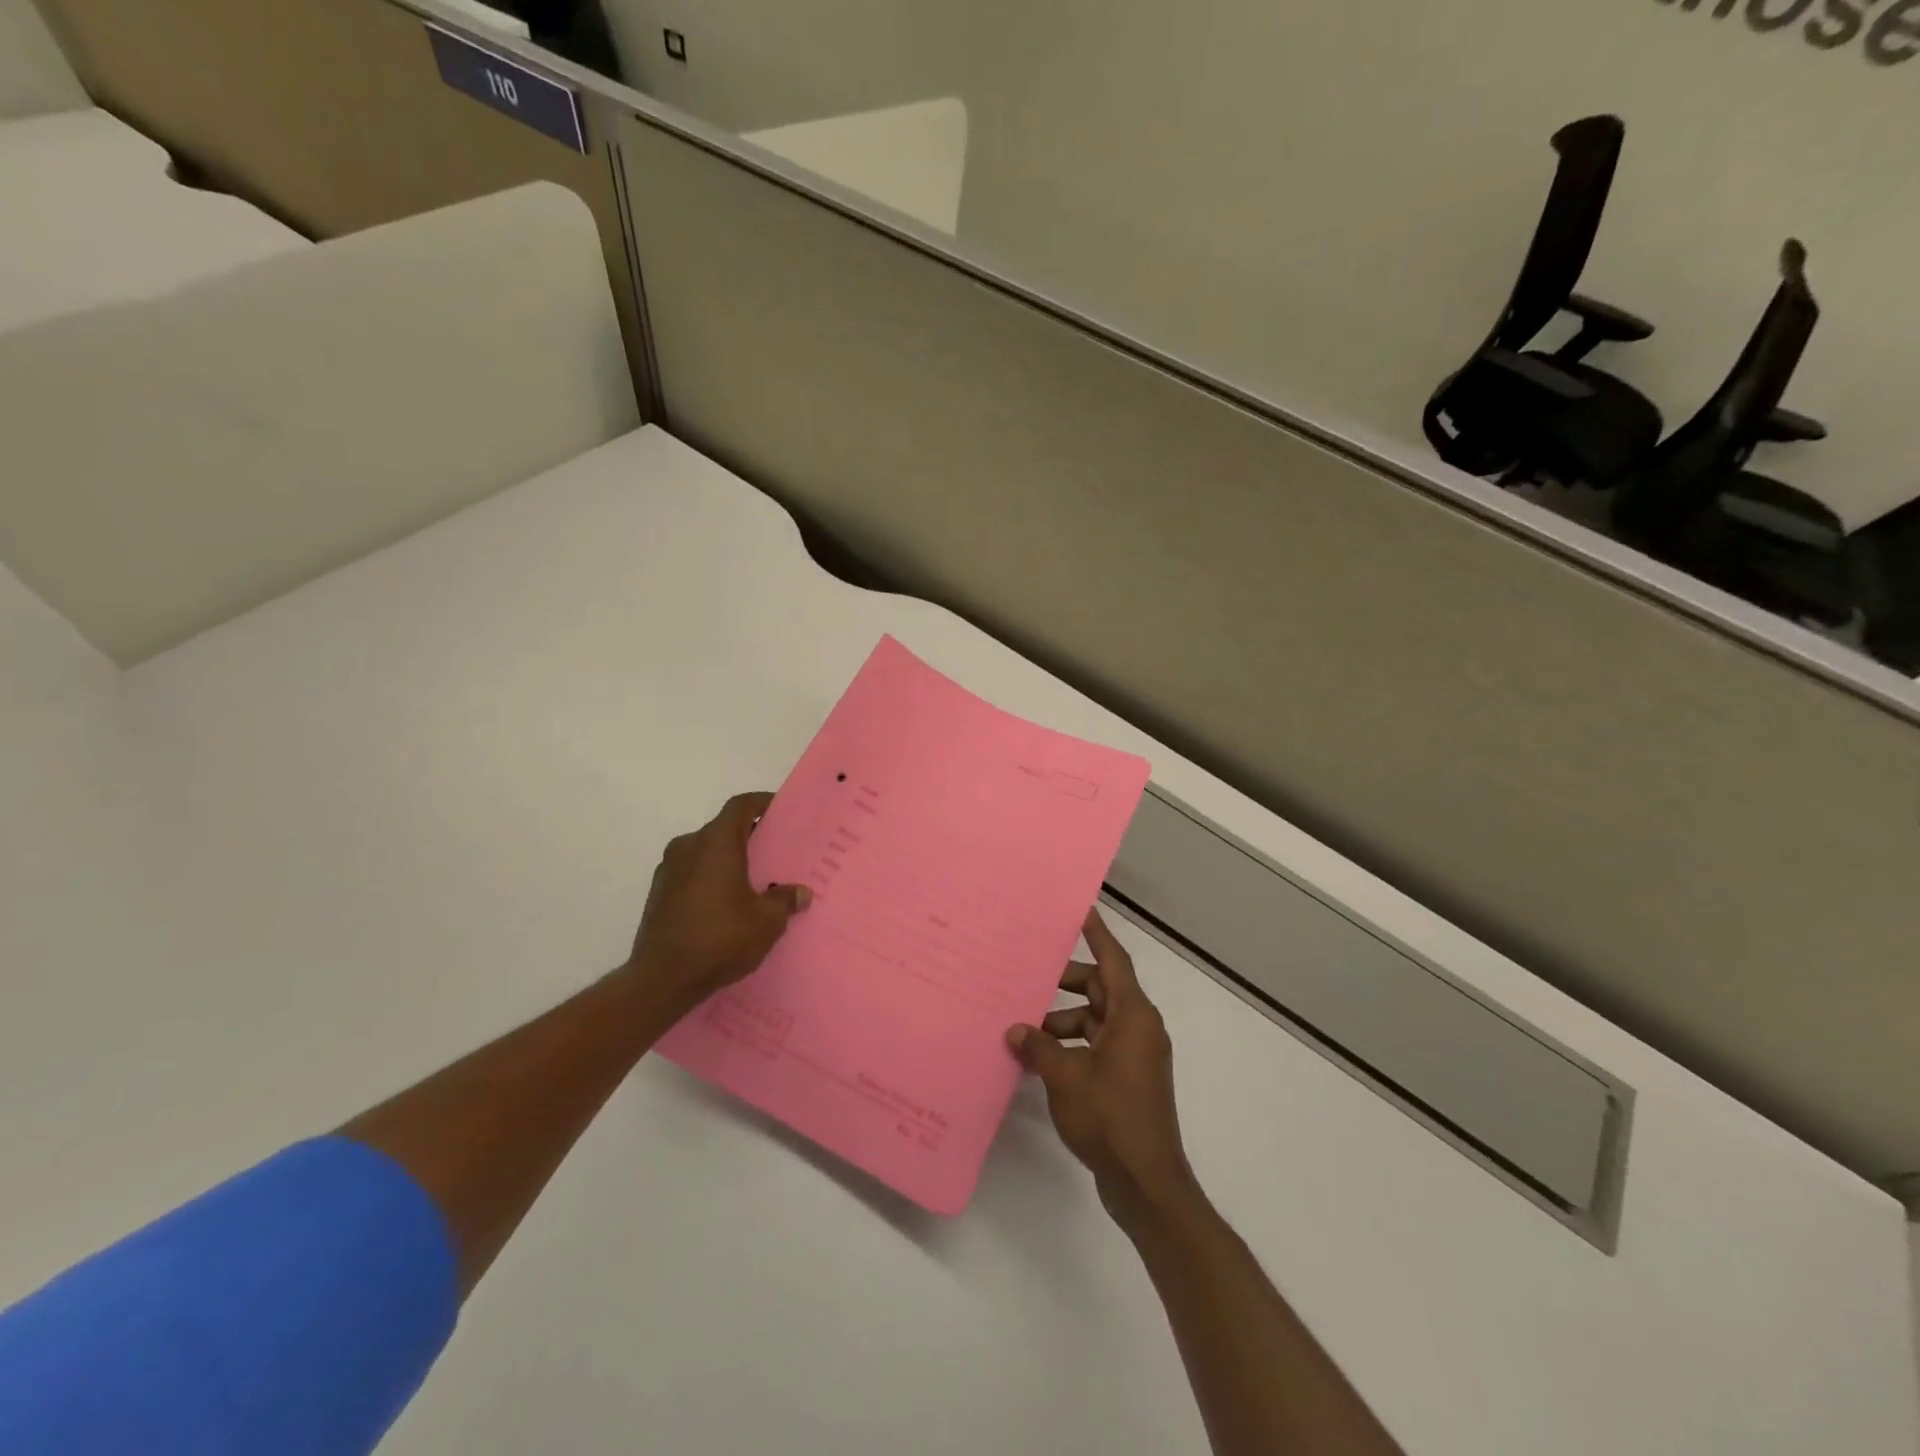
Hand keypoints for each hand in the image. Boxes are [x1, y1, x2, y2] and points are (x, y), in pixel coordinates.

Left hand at [627, 793, 810, 1010]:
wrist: (661, 980)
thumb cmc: (719, 939)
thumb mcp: (766, 922)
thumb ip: (785, 901)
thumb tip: (800, 892)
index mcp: (716, 843)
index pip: (740, 806)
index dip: (762, 803)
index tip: (781, 809)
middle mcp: (688, 847)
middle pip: (723, 829)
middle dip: (750, 836)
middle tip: (776, 851)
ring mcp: (668, 870)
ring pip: (706, 852)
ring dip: (729, 859)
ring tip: (754, 881)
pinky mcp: (658, 894)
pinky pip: (692, 873)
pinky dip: (712, 878)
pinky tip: (728, 904)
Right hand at [1007, 909, 1197, 1232]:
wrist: (1147, 1183)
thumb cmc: (1111, 1118)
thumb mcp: (1066, 1077)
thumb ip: (1038, 1047)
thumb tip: (1015, 1029)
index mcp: (1133, 1016)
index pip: (1114, 961)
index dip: (1098, 934)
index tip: (1081, 911)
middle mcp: (1139, 1028)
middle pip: (1101, 989)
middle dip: (1066, 983)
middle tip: (1030, 975)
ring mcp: (1135, 1056)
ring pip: (1096, 1019)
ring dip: (1063, 1019)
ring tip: (1024, 1026)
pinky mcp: (1127, 1079)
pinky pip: (1097, 1045)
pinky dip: (1072, 1044)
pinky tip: (1040, 1057)